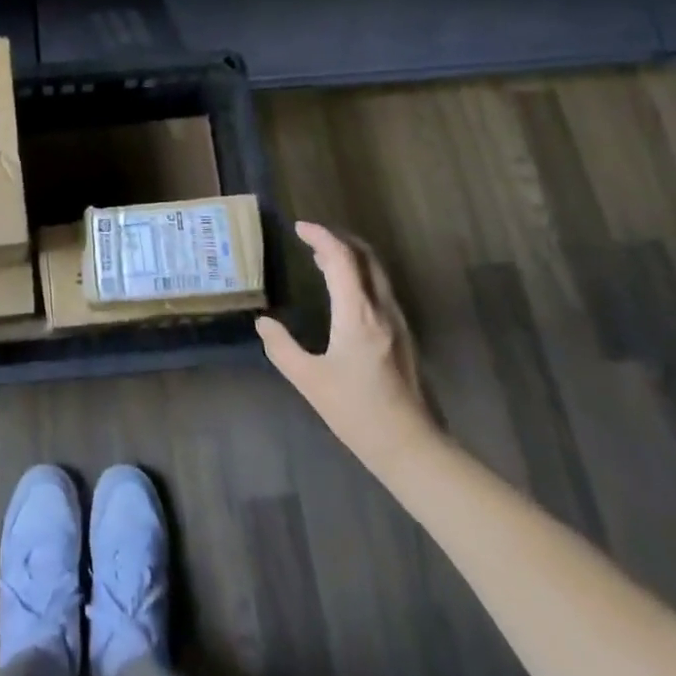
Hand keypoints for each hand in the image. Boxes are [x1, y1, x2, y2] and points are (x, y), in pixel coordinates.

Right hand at [256, 222, 432, 468]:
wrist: (412, 448)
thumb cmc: (358, 413)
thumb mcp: (310, 381)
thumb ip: (282, 348)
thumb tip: (263, 323)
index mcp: (358, 314)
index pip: (341, 258)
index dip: (320, 237)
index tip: (299, 227)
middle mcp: (381, 309)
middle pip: (365, 256)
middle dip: (338, 239)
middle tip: (311, 236)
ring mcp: (397, 322)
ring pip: (376, 272)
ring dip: (350, 256)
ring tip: (322, 258)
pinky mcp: (403, 336)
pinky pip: (379, 289)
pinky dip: (359, 275)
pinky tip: (344, 292)